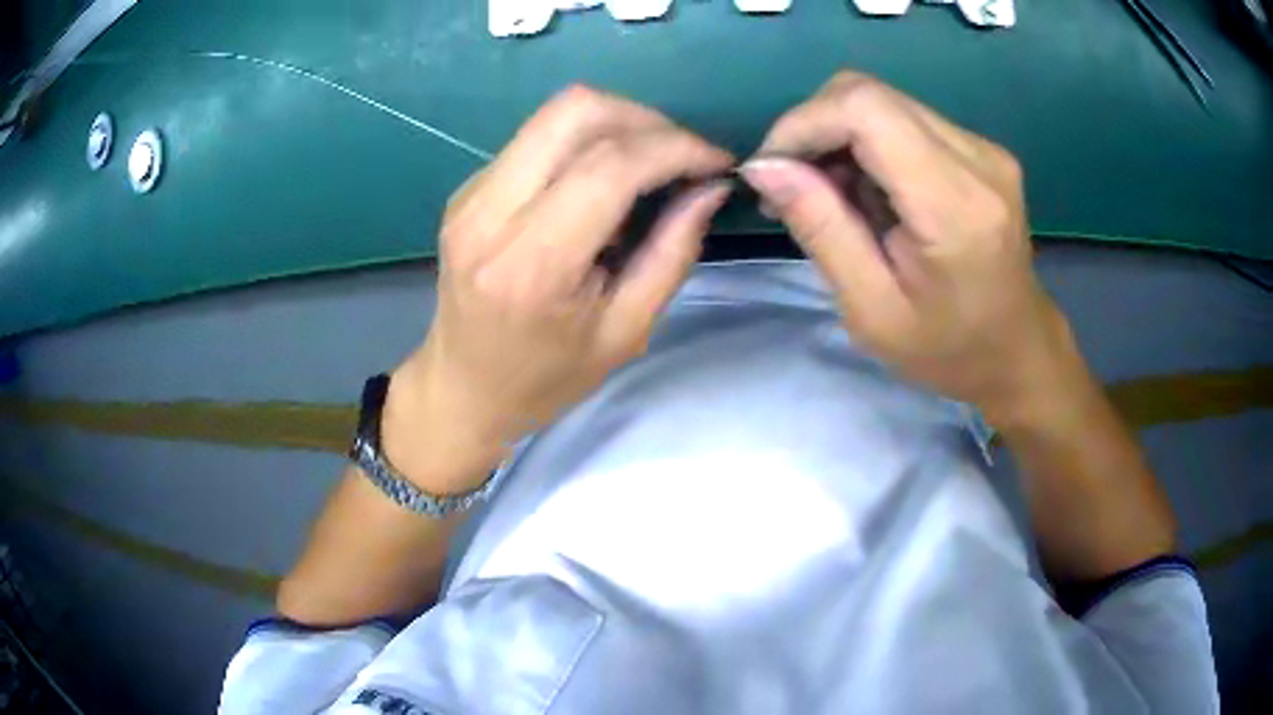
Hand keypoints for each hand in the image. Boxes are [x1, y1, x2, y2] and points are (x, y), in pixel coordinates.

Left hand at [386, 87, 732, 489]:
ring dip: (618, 125)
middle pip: (575, 111)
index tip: (716, 161)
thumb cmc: (547, 378)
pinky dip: (586, 143)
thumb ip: (672, 252)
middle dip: (645, 119)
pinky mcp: (468, 188)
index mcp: (532, 264)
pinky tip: (603, 182)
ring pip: (555, 114)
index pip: (610, 166)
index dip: (675, 149)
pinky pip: (538, 138)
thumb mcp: (626, 331)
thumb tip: (711, 187)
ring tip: (651, 165)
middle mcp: (490, 213)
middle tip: (682, 155)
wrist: (464, 388)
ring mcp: (472, 194)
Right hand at [741, 72, 1070, 423]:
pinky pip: (903, 119)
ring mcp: (983, 148)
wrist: (1017, 351)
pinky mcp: (979, 149)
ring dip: (837, 138)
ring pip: (882, 102)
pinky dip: (866, 144)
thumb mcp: (871, 310)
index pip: (865, 108)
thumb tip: (765, 167)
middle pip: (869, 94)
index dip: (804, 123)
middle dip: (813, 129)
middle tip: (792, 187)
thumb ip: (822, 230)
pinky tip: (865, 191)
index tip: (771, 171)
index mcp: (955, 205)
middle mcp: (977, 158)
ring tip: (828, 196)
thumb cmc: (948, 350)